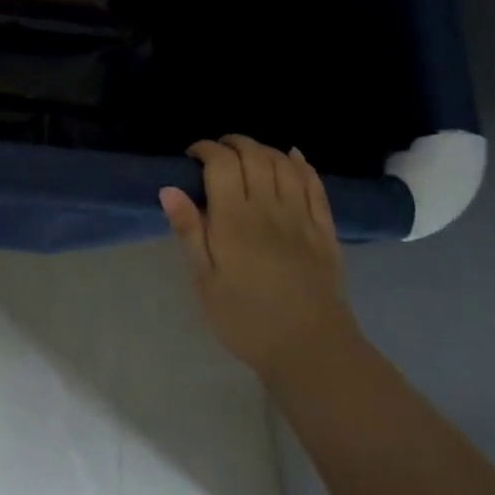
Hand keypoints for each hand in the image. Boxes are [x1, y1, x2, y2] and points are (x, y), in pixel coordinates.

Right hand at [161, 134, 362, 383]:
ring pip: (284, 164)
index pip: (221, 163)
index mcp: (234, 219)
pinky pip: (315, 186)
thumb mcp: (206, 281)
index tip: (193, 156)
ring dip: (264, 149)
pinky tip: (293, 157)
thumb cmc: (247, 320)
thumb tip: (169, 189)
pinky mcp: (325, 230)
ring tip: (249, 154)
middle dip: (234, 143)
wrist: (311, 351)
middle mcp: (269, 208)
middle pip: (254, 155)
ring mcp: (301, 217)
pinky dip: (302, 165)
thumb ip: (189, 231)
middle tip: (219, 151)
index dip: (206, 149)